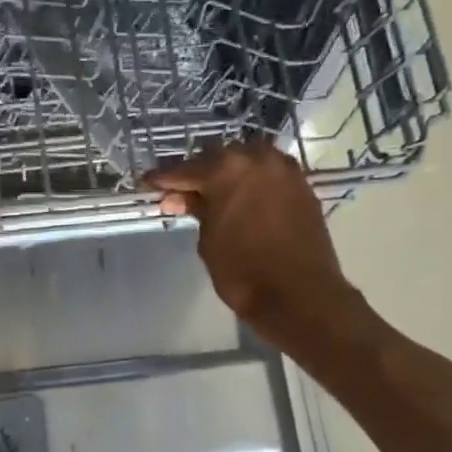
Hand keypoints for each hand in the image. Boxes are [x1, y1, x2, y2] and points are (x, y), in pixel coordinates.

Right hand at [145, 141, 358, 344]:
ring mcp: (284, 169)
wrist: (299, 294)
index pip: (185, 169)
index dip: (163, 178)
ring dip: (228, 173)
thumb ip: (196, 210)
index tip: (149, 182)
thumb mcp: (208, 240)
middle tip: (182, 194)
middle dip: (198, 173)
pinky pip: (269, 173)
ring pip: (247, 160)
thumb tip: (182, 197)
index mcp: (226, 169)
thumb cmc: (242, 271)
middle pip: (217, 157)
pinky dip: (252, 180)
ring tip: (214, 194)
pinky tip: (243, 198)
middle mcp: (257, 158)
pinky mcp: (302, 185)